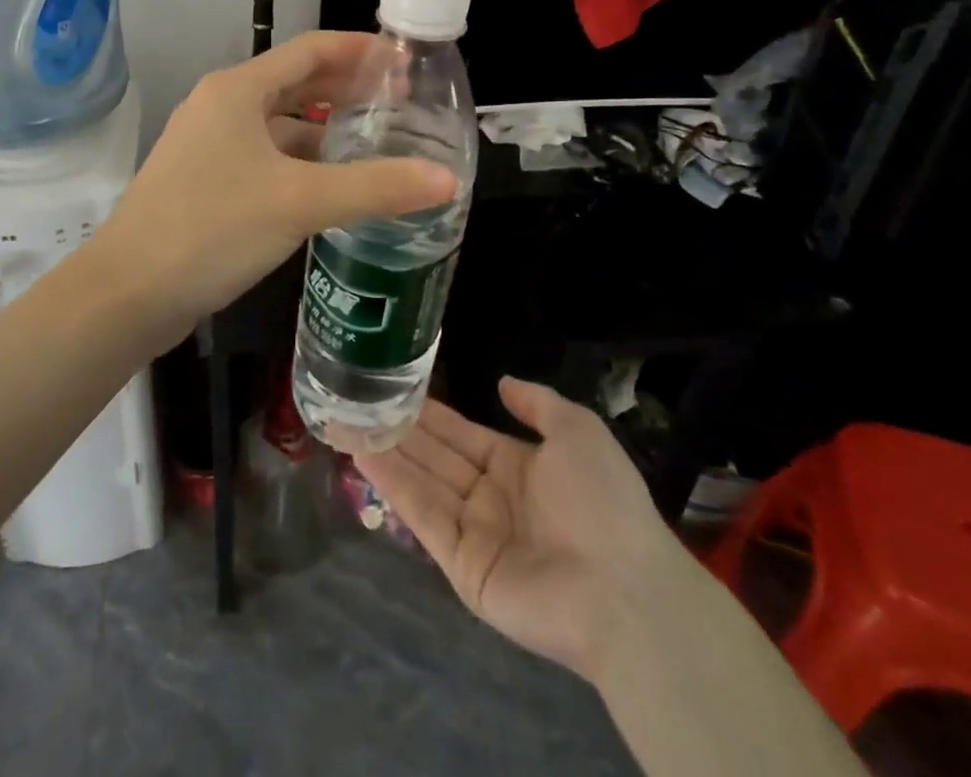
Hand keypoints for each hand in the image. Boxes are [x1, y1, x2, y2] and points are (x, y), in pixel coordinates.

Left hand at [100, 31, 455, 327]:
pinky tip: (329, 187)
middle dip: (346, 91)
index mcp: (237, 89)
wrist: (127, 292)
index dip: (360, 51)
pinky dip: (299, 162)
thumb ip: (375, 187)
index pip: (310, 50)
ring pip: (278, 124)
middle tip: (400, 106)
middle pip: (295, 83)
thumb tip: (446, 179)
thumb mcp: (300, 202)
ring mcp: (208, 144)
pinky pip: (263, 156)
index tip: (405, 62)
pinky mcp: (204, 180)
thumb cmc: (213, 228)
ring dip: (324, 130)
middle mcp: (220, 106)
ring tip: (374, 145)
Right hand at [356, 379, 684, 684]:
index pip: (463, 434)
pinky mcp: (462, 567)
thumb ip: (538, 403)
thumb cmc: (602, 501)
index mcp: (519, 467)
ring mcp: (475, 534)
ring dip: (386, 452)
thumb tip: (503, 382)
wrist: (624, 589)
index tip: (395, 388)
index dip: (431, 413)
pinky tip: (363, 455)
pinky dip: (393, 485)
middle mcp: (492, 498)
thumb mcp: (578, 431)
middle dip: (400, 429)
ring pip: (423, 482)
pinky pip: (424, 516)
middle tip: (357, 400)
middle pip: (437, 456)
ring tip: (347, 420)